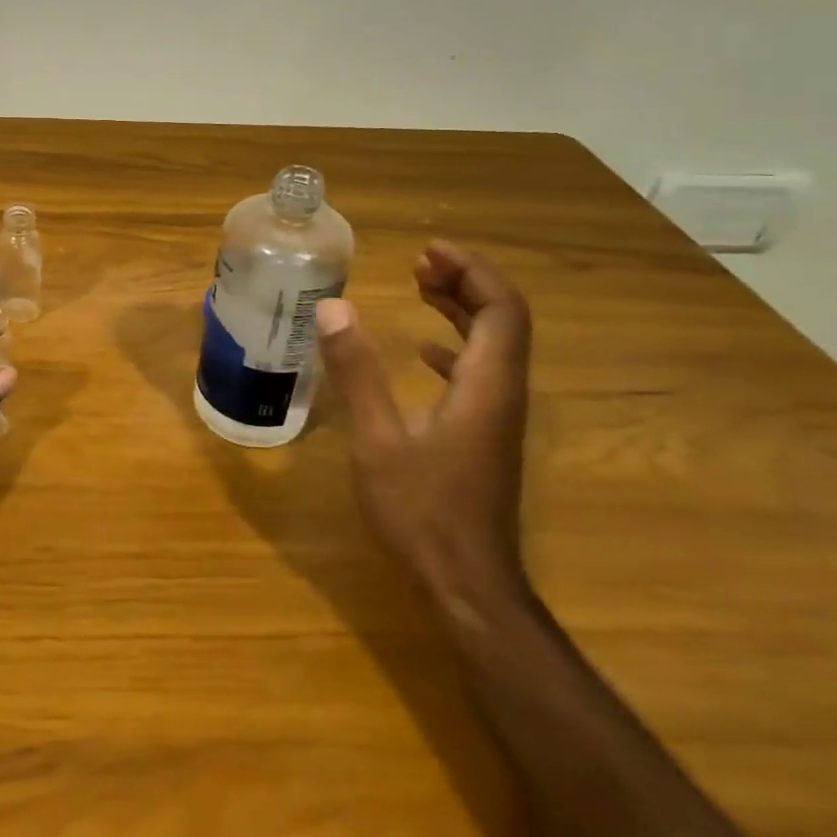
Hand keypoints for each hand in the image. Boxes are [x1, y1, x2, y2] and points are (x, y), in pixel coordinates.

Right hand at [315, 241, 532, 611]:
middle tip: (419, 264)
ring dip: (461, 311)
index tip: (429, 251)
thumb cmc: (422, 511)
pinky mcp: (485, 437)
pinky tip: (424, 353)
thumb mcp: (378, 439)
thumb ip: (357, 372)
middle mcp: (503, 394)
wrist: (467, 585)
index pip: (501, 309)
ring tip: (421, 290)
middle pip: (503, 321)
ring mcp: (498, 418)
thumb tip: (333, 307)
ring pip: (493, 347)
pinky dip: (456, 348)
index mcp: (486, 386)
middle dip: (465, 283)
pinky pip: (480, 374)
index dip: (472, 271)